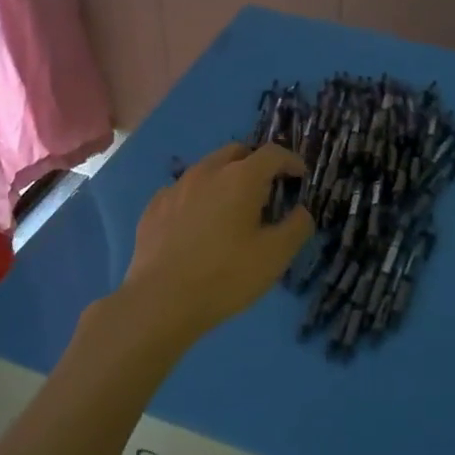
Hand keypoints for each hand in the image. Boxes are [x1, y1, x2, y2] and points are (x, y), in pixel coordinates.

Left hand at [117, 141, 312, 346]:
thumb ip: (296, 227)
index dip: (291, 161)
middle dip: (256, 164)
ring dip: (225, 179)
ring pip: (207, 169)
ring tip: (231, 208)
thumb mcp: (275, 256)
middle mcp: (207, 171)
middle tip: (266, 190)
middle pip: (237, 152)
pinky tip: (198, 224)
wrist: (159, 301)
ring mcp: (176, 187)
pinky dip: (198, 197)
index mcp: (240, 177)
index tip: (299, 177)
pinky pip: (183, 191)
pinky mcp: (154, 207)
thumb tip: (300, 212)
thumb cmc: (225, 276)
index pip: (273, 154)